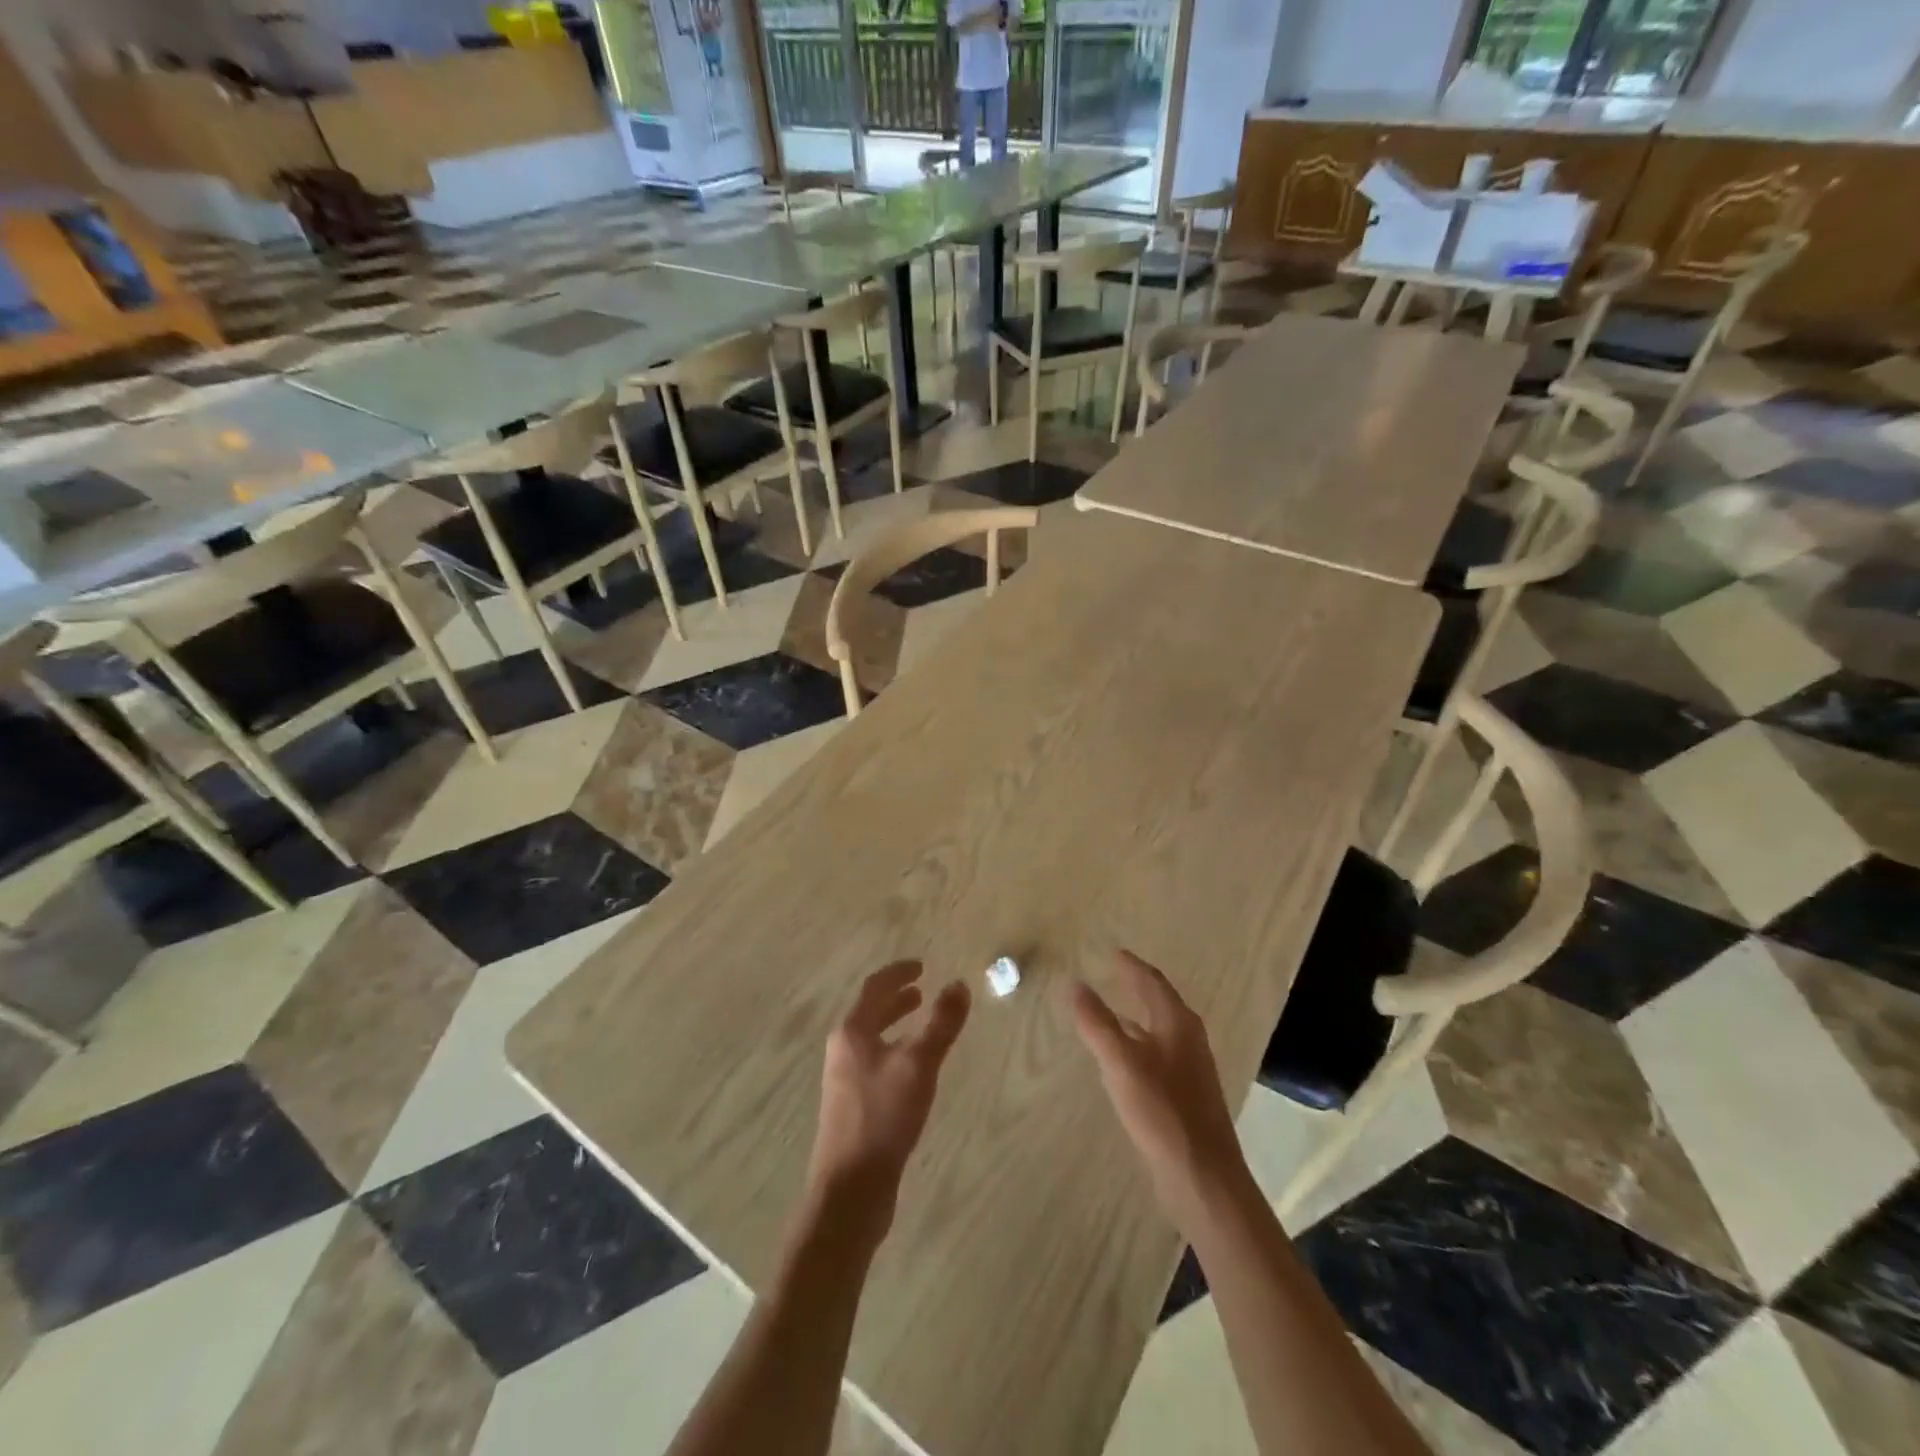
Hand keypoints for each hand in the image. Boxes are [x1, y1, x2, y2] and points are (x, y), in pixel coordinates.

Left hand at [810, 962, 971, 1232]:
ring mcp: (844, 1081)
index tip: (922, 965)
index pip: (875, 988)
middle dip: (897, 998)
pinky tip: (914, 1071)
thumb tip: (959, 985)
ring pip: (873, 1039)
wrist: (850, 1191)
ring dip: (895, 1024)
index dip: (899, 973)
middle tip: (923, 991)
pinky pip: (876, 1063)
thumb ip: (941, 1024)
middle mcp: (843, 1050)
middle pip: (870, 1012)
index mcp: (852, 1033)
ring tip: (921, 1023)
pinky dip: (895, 1050)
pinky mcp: (852, 1107)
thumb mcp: (919, 1065)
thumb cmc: (883, 1118)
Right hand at [1069, 951, 1249, 1221]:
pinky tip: (1124, 1060)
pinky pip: (1159, 1054)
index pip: (1153, 982)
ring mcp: (1191, 1069)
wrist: (1204, 1178)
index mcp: (1177, 1024)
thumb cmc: (1163, 1113)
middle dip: (1137, 987)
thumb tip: (1074, 984)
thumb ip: (1097, 1023)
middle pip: (1161, 1003)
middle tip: (1113, 974)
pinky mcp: (1187, 1096)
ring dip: (1138, 1016)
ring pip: (1161, 1030)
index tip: (1114, 952)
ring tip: (1112, 1012)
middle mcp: (1189, 1040)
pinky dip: (1140, 1043)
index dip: (1132, 966)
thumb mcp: (1121, 1063)